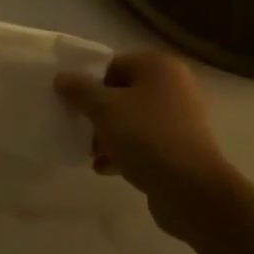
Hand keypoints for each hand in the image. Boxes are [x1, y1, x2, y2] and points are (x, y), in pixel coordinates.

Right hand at [55, 52, 237, 228]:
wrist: (191, 189)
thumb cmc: (146, 137)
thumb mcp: (104, 109)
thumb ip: (79, 90)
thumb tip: (62, 78)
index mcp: (159, 67)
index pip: (114, 65)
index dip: (90, 84)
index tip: (74, 106)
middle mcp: (174, 86)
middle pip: (122, 94)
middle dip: (98, 115)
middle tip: (81, 132)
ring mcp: (180, 118)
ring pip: (132, 120)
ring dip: (108, 136)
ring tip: (91, 155)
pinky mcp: (180, 147)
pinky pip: (145, 142)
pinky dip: (125, 152)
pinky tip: (106, 169)